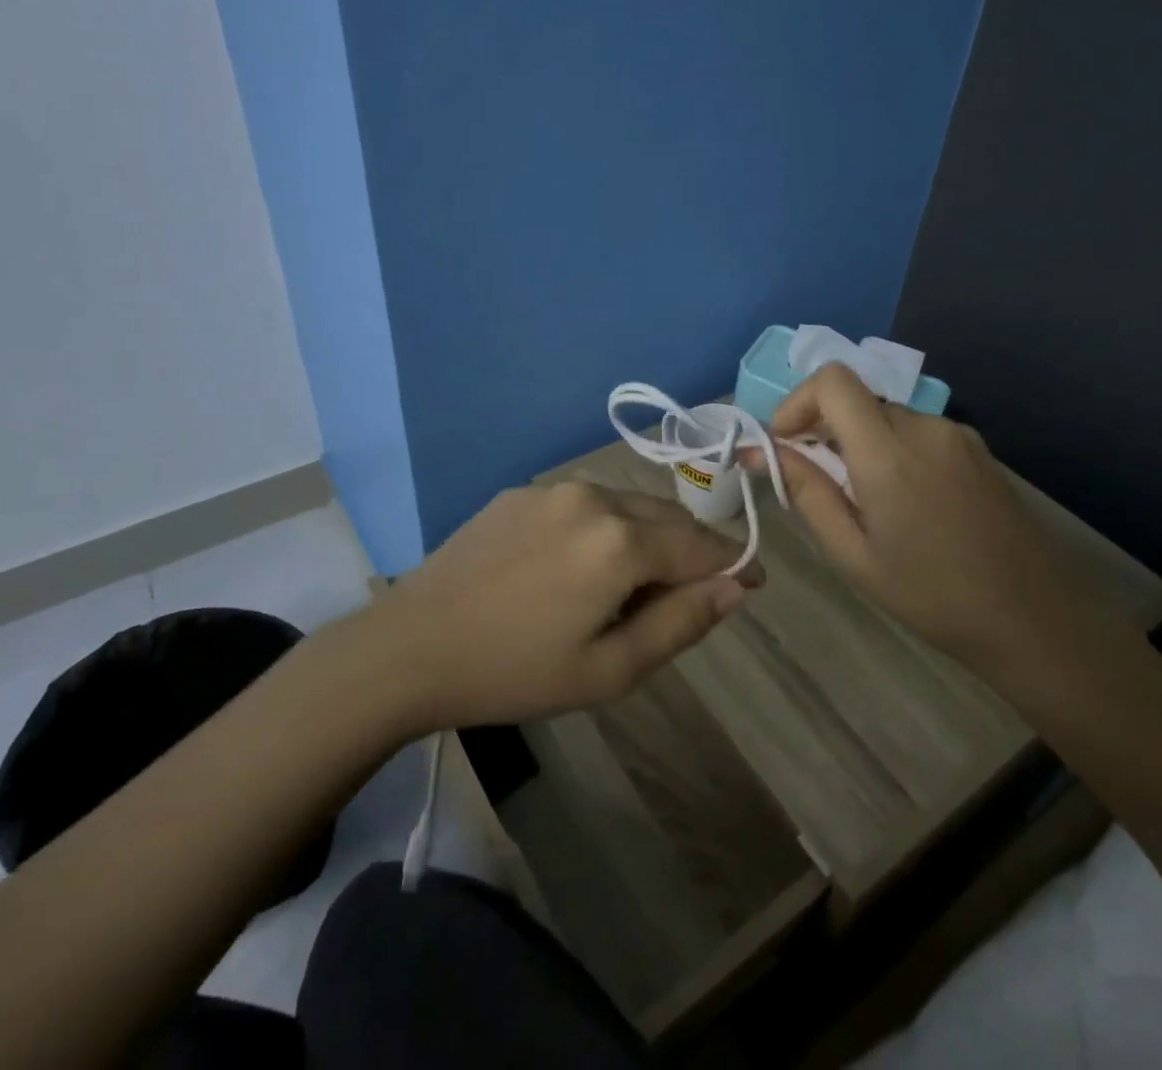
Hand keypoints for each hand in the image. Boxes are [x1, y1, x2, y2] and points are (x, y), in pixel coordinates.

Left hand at [374, 481, 755, 728]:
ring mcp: (554, 489)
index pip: (702, 547)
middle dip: (691, 552)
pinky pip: (585, 504)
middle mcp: (595, 498)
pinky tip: (577, 566)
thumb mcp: (609, 670)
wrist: (410, 646)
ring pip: (628, 507)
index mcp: (621, 542)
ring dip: (647, 537)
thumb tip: (735, 589)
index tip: (751, 583)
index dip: (733, 565)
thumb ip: (681, 624)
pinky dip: (604, 528)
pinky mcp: (522, 492)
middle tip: (687, 597)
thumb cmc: (514, 672)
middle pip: (668, 519)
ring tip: (630, 586)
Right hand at [757, 364, 1072, 671]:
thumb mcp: (853, 554)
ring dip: (859, 443)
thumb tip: (758, 451)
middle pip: (856, 399)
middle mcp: (924, 427)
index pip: (832, 381)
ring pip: (885, 416)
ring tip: (865, 502)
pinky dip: (892, 450)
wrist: (1033, 619)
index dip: (798, 401)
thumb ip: (806, 492)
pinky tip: (905, 502)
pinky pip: (916, 431)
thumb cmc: (931, 595)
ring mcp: (956, 434)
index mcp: (889, 452)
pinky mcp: (976, 447)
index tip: (786, 444)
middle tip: (818, 483)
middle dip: (824, 429)